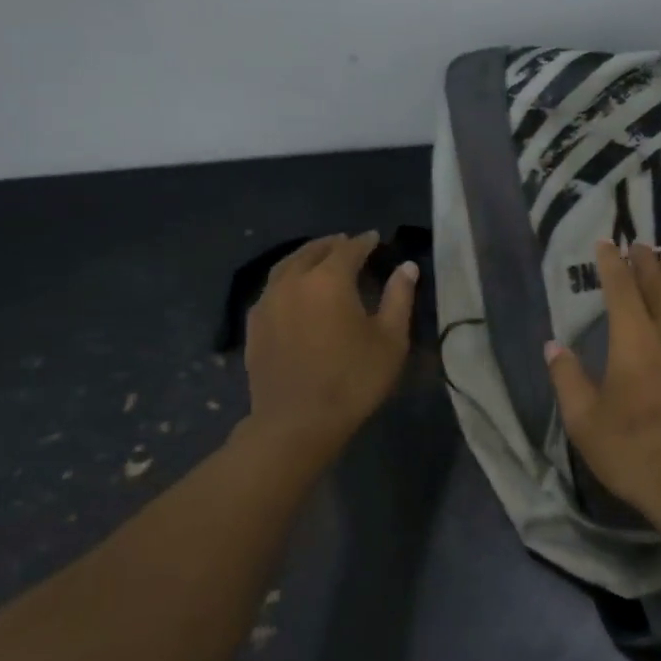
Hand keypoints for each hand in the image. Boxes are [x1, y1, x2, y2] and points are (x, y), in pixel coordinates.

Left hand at [243, 232, 417, 456]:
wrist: (296, 422)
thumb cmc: (353, 380)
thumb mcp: (390, 340)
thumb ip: (399, 298)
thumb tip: (407, 267)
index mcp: (329, 279)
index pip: (349, 249)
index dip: (364, 242)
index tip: (375, 238)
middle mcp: (293, 281)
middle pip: (312, 251)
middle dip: (332, 244)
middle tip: (346, 243)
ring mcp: (268, 302)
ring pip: (286, 266)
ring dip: (305, 257)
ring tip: (318, 259)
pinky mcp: (254, 325)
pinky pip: (271, 289)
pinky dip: (287, 279)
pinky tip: (293, 291)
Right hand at [544, 241, 660, 539]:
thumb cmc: (636, 453)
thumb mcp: (586, 422)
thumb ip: (568, 379)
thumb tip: (554, 344)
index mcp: (634, 342)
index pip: (621, 289)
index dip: (612, 264)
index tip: (606, 243)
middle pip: (659, 288)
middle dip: (647, 263)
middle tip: (640, 242)